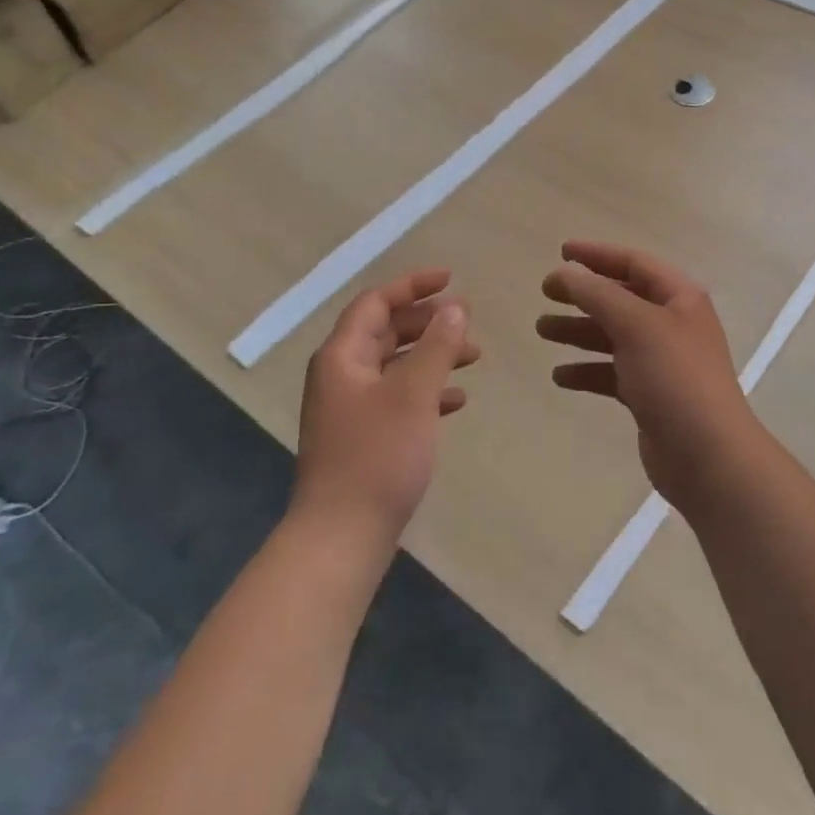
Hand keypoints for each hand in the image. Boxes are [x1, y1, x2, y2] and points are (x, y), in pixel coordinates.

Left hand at [292, 269, 478, 549]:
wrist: (342, 535)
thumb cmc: (377, 456)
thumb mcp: (414, 394)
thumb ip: (437, 346)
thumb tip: (454, 307)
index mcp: (342, 356)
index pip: (375, 303)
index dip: (413, 285)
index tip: (452, 279)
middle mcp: (341, 375)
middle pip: (385, 331)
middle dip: (428, 321)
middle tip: (467, 320)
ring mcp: (350, 408)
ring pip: (395, 364)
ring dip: (432, 355)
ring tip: (473, 356)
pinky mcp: (363, 436)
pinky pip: (398, 397)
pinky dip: (427, 390)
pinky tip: (457, 400)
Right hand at [537, 241, 761, 507]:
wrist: (707, 455)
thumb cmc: (674, 378)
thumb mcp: (636, 325)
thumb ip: (597, 294)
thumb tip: (566, 272)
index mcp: (679, 298)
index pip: (635, 263)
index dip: (598, 255)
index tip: (561, 252)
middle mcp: (672, 324)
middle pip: (621, 298)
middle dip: (583, 294)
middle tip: (545, 293)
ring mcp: (662, 361)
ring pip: (613, 336)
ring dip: (578, 330)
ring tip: (542, 330)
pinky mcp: (650, 395)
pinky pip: (612, 373)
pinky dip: (587, 370)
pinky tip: (560, 376)